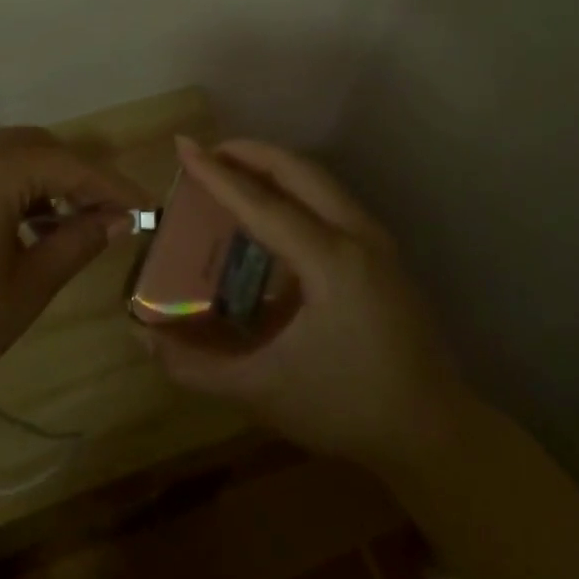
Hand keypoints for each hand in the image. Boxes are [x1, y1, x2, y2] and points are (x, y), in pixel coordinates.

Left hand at [0, 129, 148, 442]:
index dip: (112, 185)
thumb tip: (118, 218)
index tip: (144, 207)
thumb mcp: (27, 288)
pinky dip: (0, 186)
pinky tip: (9, 225)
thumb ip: (78, 242)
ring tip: (60, 223)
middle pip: (35, 147)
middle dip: (75, 176)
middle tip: (104, 215)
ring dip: (37, 180)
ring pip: (0, 155)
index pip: (70, 165)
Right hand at [143, 138, 471, 471]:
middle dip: (250, 152)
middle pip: (299, 171)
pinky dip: (296, 188)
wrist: (434, 433)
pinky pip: (332, 200)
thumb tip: (144, 341)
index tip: (183, 145)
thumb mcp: (264, 392)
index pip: (263, 204)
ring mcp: (377, 241)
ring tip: (234, 170)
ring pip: (320, 180)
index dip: (217, 175)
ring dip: (275, 167)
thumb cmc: (347, 408)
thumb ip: (198, 367)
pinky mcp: (383, 253)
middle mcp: (357, 236)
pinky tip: (273, 211)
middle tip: (209, 152)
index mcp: (331, 261)